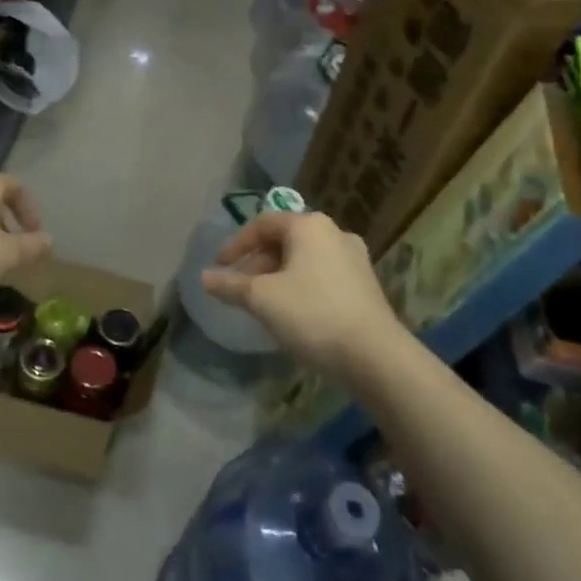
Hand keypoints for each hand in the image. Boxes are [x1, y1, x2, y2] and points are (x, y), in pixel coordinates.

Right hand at [200, 212, 405, 377]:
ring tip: (263, 304)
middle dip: (257, 263)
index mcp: (309, 226)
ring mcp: (355, 259)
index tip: (220, 268)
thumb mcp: (262, 299)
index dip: (236, 245)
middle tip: (240, 289)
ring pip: (304, 260)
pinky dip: (301, 286)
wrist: (375, 356)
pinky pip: (323, 276)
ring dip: (278, 276)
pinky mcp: (366, 285)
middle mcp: (334, 233)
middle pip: (285, 240)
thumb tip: (205, 278)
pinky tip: (293, 313)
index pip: (262, 224)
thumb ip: (230, 285)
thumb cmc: (312, 314)